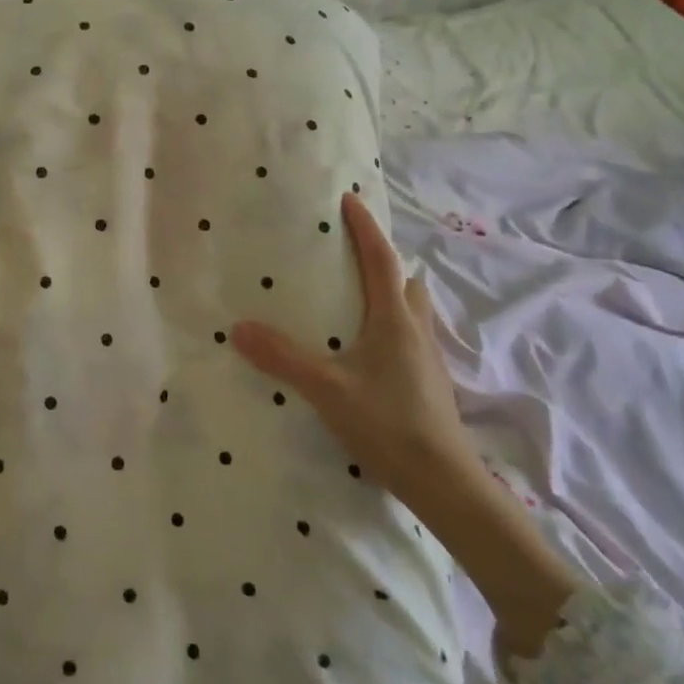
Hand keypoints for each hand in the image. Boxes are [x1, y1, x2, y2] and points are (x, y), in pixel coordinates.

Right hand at [231, 191, 477, 502]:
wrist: (445, 483)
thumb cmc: (389, 424)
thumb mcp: (327, 389)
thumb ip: (283, 358)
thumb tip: (238, 327)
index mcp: (394, 320)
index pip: (381, 260)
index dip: (365, 228)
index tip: (349, 200)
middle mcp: (417, 330)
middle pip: (405, 281)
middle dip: (382, 261)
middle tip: (350, 256)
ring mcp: (428, 358)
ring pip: (412, 309)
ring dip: (391, 293)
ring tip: (356, 299)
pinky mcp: (430, 383)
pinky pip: (411, 336)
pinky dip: (391, 324)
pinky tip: (368, 349)